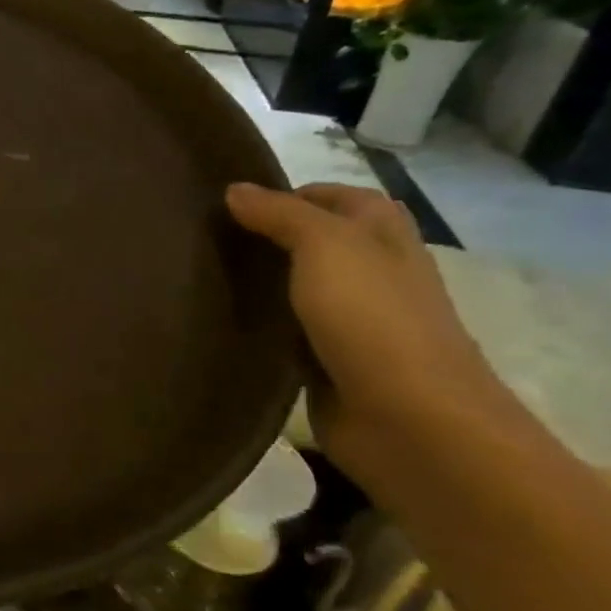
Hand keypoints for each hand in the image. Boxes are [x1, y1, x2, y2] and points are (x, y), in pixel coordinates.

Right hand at [225, 182, 506, 471]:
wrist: (409, 420)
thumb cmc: (374, 319)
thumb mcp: (326, 246)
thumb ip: (280, 214)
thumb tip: (234, 190)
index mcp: (382, 236)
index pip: (335, 197)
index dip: (288, 193)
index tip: (228, 202)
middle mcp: (372, 273)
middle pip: (314, 243)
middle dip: (266, 237)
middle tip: (204, 238)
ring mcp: (352, 322)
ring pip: (297, 289)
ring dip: (260, 283)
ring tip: (200, 275)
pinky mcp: (329, 363)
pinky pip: (287, 334)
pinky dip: (260, 327)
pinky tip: (220, 323)